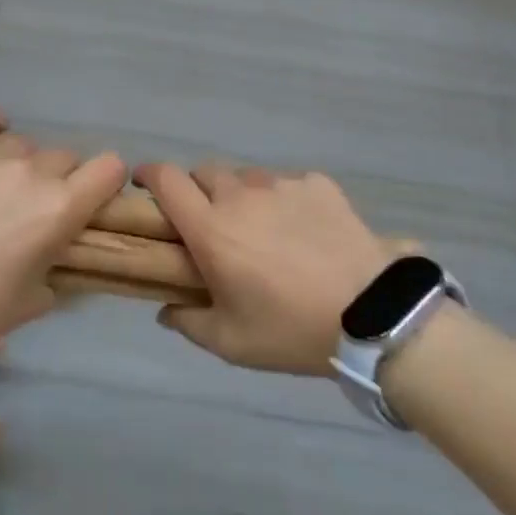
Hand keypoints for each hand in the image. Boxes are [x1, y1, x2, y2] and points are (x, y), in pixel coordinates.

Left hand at [0, 106, 126, 345]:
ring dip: (19, 162)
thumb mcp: (35, 299)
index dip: (106, 180)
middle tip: (32, 206)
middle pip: (63, 157)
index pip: (110, 168)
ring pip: (21, 143)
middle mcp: (33, 171)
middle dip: (57, 179)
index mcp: (61, 207)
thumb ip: (54, 264)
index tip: (94, 195)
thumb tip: (53, 252)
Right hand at [136, 163, 395, 374]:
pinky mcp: (318, 185)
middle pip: (204, 172)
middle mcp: (241, 195)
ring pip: (247, 177)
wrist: (371, 314)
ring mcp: (282, 185)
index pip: (167, 180)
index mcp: (211, 228)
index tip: (144, 184)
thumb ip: (189, 322)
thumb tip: (166, 309)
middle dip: (197, 190)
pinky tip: (304, 230)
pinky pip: (289, 183)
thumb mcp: (232, 342)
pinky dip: (285, 200)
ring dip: (242, 195)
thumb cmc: (291, 330)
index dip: (149, 174)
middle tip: (209, 222)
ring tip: (262, 229)